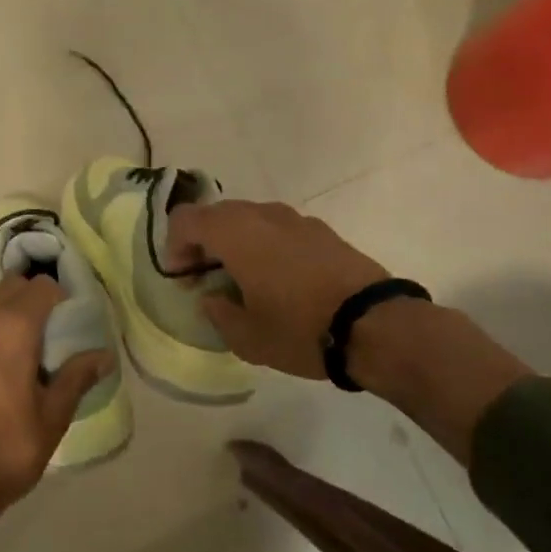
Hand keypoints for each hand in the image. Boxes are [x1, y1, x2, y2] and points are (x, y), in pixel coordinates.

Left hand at [0, 273, 112, 551]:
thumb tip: (105, 355)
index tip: (74, 320)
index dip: (62, 297)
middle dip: (36, 298)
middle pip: (14, 286)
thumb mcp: (52, 417)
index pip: (43, 287)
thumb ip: (77, 377)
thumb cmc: (6, 450)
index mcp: (12, 328)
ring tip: (29, 349)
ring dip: (11, 312)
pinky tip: (1, 366)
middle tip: (55, 331)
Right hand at [167, 200, 389, 379]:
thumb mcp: (247, 336)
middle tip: (205, 278)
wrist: (376, 325)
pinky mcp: (322, 230)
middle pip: (217, 214)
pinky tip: (279, 279)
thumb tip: (212, 297)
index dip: (174, 245)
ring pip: (249, 219)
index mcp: (235, 233)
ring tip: (243, 279)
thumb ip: (218, 312)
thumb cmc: (300, 329)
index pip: (186, 219)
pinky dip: (265, 245)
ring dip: (235, 242)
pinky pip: (278, 229)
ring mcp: (295, 219)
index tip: (182, 277)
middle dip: (203, 242)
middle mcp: (261, 215)